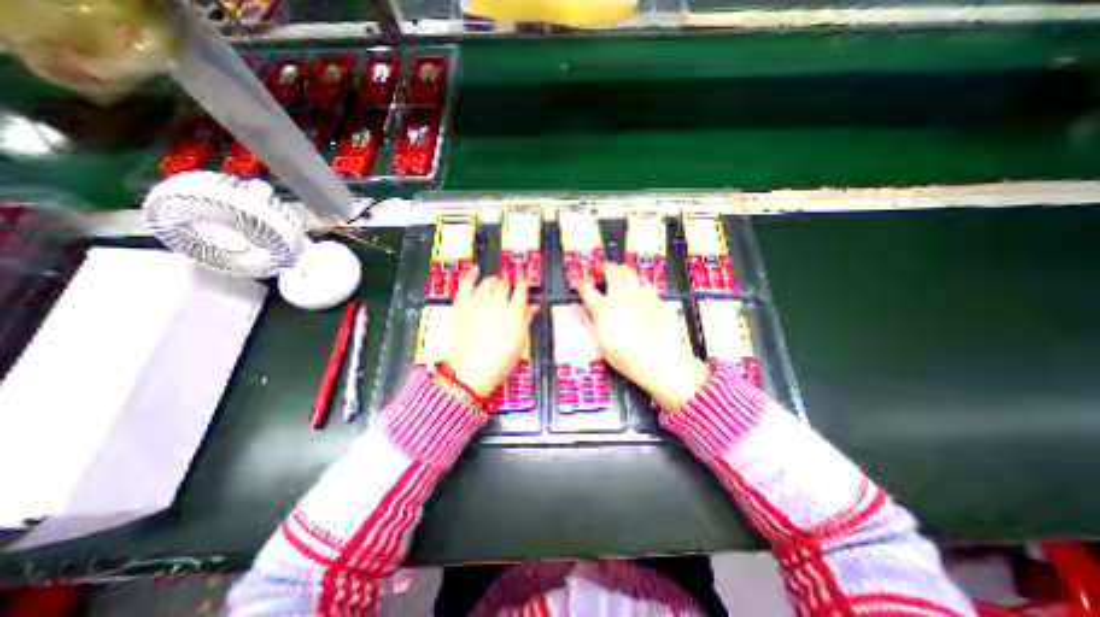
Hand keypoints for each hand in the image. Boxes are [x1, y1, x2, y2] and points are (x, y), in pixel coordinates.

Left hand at [442, 268, 537, 397]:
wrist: (473, 370)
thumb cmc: (500, 359)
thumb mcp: (520, 340)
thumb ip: (527, 319)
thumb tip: (534, 307)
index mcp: (514, 311)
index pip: (521, 289)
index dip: (523, 283)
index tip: (524, 281)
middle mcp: (496, 303)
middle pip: (504, 284)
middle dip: (508, 283)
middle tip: (509, 286)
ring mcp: (477, 303)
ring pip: (487, 282)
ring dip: (493, 280)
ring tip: (495, 282)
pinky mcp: (462, 306)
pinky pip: (465, 285)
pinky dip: (470, 275)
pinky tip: (474, 270)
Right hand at [579, 264, 708, 411]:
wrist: (660, 361)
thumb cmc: (629, 358)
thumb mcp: (602, 344)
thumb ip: (589, 323)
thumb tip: (582, 311)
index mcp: (603, 309)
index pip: (586, 288)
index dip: (580, 282)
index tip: (578, 281)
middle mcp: (620, 296)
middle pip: (610, 271)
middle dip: (602, 267)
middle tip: (600, 269)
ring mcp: (639, 294)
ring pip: (628, 271)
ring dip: (620, 269)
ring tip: (618, 272)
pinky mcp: (655, 297)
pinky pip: (645, 281)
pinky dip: (637, 280)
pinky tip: (637, 285)